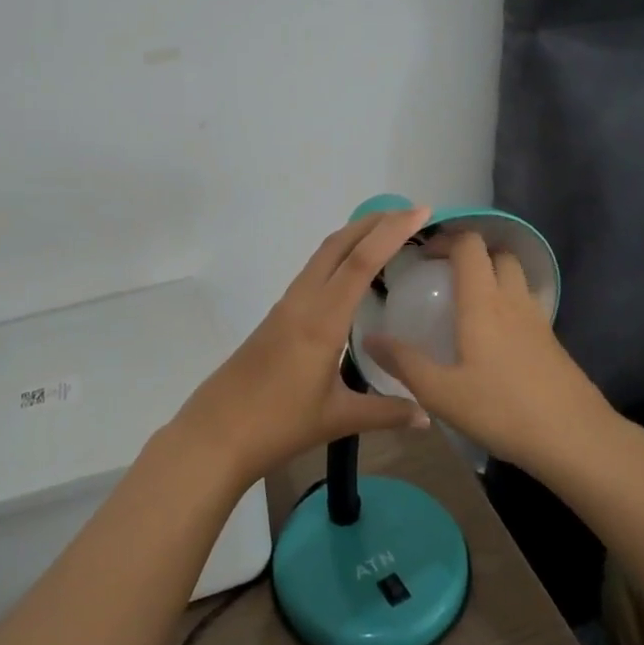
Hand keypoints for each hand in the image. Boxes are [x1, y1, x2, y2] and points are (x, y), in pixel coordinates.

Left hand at [172, 207, 433, 483]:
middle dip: (374, 222)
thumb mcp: (338, 419)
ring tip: (387, 237)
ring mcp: (285, 308)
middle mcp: (302, 302)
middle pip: (338, 245)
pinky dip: (337, 260)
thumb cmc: (278, 425)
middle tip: (410, 214)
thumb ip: (386, 412)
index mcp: (322, 320)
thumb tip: (428, 415)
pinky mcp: (276, 318)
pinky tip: (352, 277)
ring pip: (321, 257)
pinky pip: (312, 275)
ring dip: (354, 238)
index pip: (361, 262)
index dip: (392, 232)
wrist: (215, 433)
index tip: (421, 211)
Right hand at [363, 231, 610, 473]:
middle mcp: (513, 300)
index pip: (470, 245)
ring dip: (491, 276)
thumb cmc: (501, 410)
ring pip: (516, 278)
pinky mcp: (552, 341)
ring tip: (464, 305)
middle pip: (498, 253)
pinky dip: (506, 304)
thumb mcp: (440, 392)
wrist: (574, 438)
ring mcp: (537, 319)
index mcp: (483, 302)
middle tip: (443, 277)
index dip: (446, 239)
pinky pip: (525, 305)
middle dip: (471, 254)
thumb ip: (403, 362)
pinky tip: (490, 339)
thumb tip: (369, 338)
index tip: (422, 256)